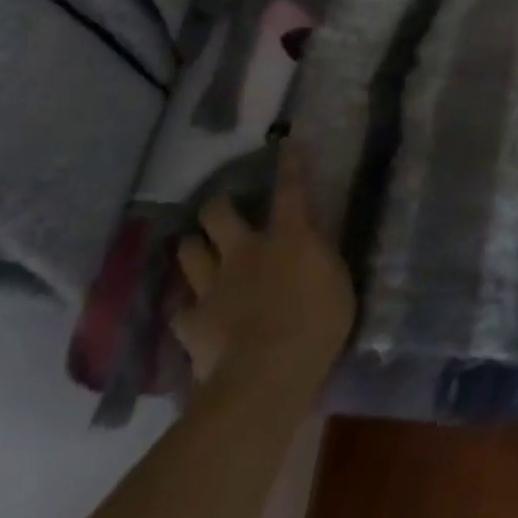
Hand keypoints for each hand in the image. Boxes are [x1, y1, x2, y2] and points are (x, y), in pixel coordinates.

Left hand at [171, 143, 354, 391]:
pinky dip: (186, 308)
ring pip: (190, 251)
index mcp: (289, 237)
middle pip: (219, 214)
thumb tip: (313, 249)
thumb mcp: (336, 283)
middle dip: (217, 207)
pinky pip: (181, 308)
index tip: (285, 144)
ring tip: (197, 251)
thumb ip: (320, 260)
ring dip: (194, 248)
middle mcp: (246, 250)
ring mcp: (214, 285)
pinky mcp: (192, 322)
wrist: (268, 373)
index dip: (289, 165)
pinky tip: (191, 314)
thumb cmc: (318, 324)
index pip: (291, 190)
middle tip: (221, 210)